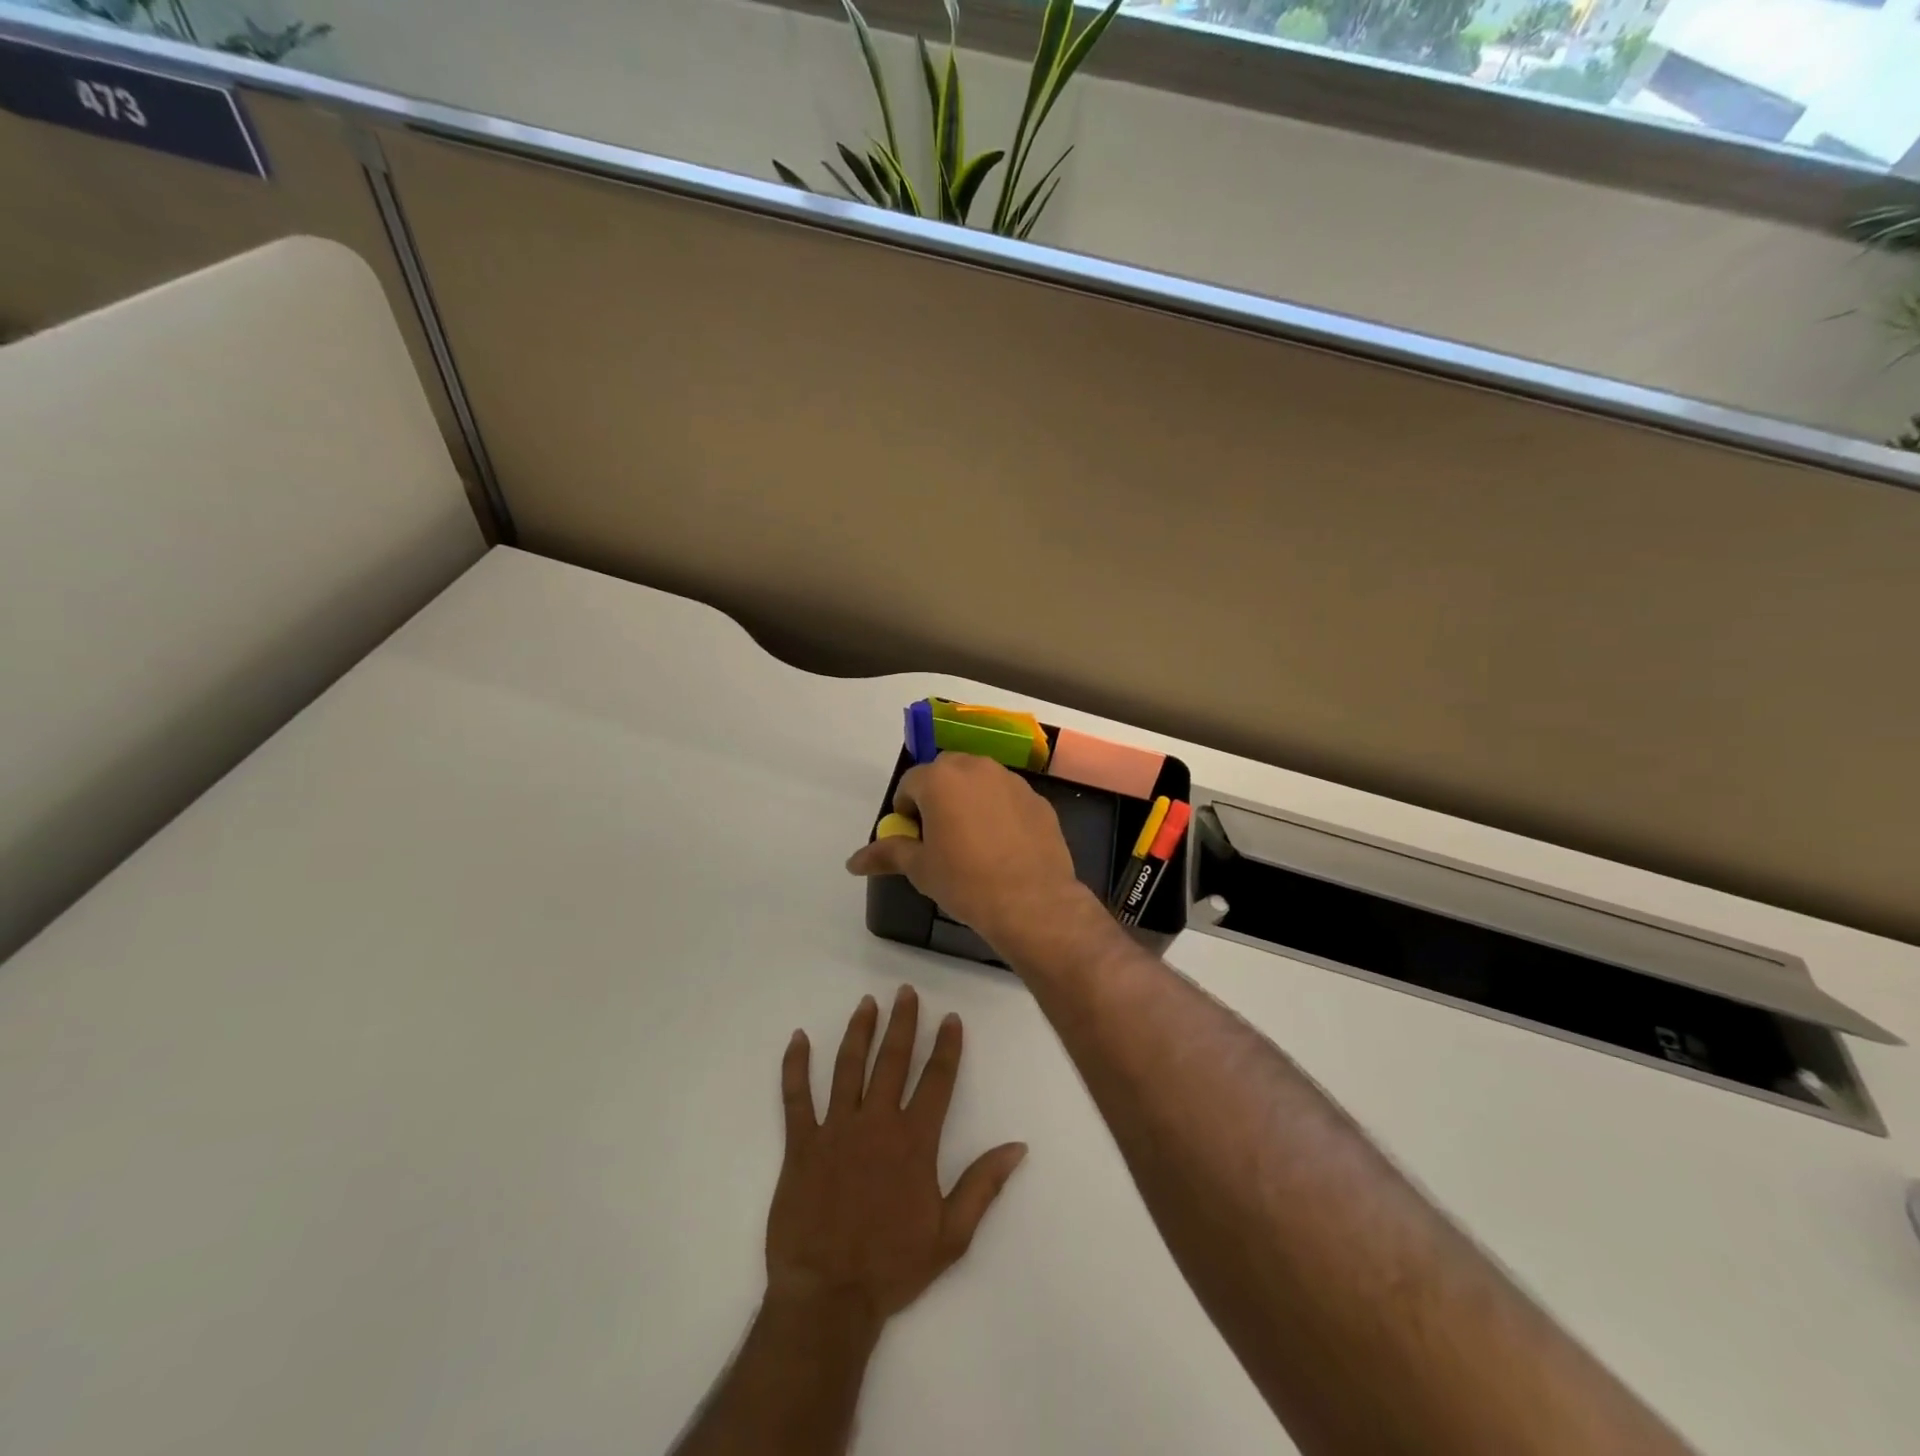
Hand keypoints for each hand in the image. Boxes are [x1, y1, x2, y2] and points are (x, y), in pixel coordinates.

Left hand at [767, 986, 1027, 1329]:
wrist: (828, 1297)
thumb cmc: (893, 1266)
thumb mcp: (952, 1235)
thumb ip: (984, 1185)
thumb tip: (1018, 1146)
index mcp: (914, 1141)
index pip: (936, 1080)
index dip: (946, 1046)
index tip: (950, 1018)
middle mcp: (876, 1122)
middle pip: (892, 1060)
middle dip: (902, 1023)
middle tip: (906, 992)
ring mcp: (835, 1129)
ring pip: (848, 1067)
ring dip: (859, 1031)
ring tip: (867, 1003)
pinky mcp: (800, 1144)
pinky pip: (796, 1097)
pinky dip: (795, 1066)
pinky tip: (797, 1038)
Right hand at [845, 753, 1093, 952]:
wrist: (1032, 902)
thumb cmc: (966, 882)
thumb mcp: (920, 869)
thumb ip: (887, 854)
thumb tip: (853, 862)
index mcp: (941, 779)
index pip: (910, 783)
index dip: (906, 810)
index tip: (913, 838)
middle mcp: (977, 768)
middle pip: (946, 773)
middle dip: (937, 796)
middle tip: (940, 835)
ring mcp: (1013, 782)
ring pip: (980, 781)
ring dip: (970, 800)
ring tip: (973, 840)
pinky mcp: (1038, 800)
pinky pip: (1008, 798)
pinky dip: (1000, 812)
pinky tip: (1003, 847)